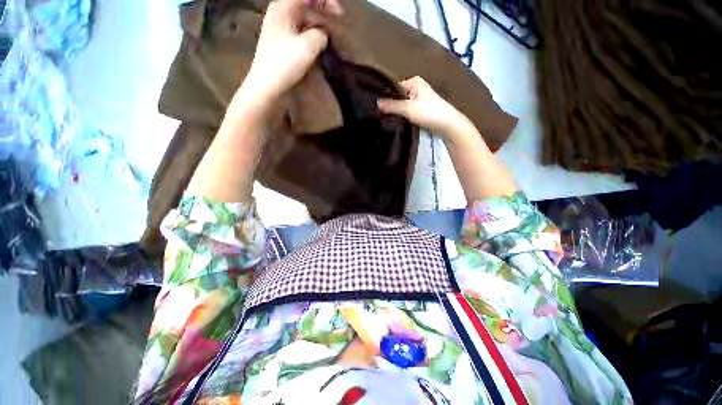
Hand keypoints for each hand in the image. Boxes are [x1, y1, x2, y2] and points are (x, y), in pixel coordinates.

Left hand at [241, 0, 342, 108]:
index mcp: (283, 7)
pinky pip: (300, 35)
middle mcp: (280, 15)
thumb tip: (323, 35)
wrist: (268, 87)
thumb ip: (321, 34)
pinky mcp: (282, 45)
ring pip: (304, 22)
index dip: (326, 1)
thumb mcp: (309, 45)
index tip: (340, 15)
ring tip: (330, 41)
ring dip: (318, 29)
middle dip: (323, 15)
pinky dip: (311, 39)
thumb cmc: (285, 63)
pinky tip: (318, 48)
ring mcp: (280, 31)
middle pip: (306, 7)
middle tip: (337, 29)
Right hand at [377, 76, 474, 141]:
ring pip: (402, 104)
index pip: (394, 86)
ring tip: (382, 116)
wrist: (446, 125)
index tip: (374, 104)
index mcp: (414, 81)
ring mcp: (418, 100)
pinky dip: (401, 115)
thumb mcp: (408, 108)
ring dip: (395, 110)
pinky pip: (406, 111)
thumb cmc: (428, 112)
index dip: (385, 95)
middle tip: (376, 112)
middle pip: (398, 95)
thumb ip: (392, 106)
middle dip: (389, 104)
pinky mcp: (419, 110)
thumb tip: (377, 103)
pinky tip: (393, 120)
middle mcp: (416, 88)